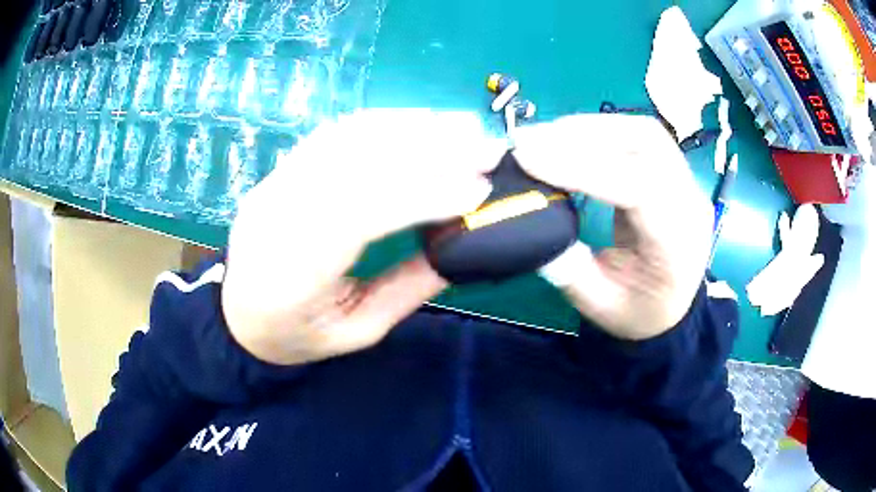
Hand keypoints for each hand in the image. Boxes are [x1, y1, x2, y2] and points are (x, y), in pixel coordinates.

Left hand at [222, 110, 504, 364]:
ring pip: (344, 138)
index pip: (358, 215)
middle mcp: (275, 216)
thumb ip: (408, 289)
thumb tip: (461, 244)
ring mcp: (273, 185)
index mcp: (290, 275)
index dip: (422, 194)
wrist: (236, 316)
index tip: (478, 190)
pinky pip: (333, 134)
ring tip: (463, 126)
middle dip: (428, 149)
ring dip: (410, 125)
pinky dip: (383, 122)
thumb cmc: (296, 336)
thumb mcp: (357, 332)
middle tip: (485, 146)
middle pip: (353, 164)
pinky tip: (420, 123)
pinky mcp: (280, 170)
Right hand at [514, 114, 713, 339]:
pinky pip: (637, 137)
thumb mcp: (600, 305)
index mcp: (679, 244)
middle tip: (530, 141)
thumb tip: (529, 218)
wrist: (673, 307)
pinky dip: (598, 132)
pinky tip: (568, 142)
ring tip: (544, 138)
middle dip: (584, 134)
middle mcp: (690, 201)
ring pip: (641, 131)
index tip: (527, 157)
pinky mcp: (671, 171)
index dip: (582, 166)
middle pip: (646, 142)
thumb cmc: (640, 312)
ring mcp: (685, 181)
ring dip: (589, 127)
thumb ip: (567, 269)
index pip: (638, 187)